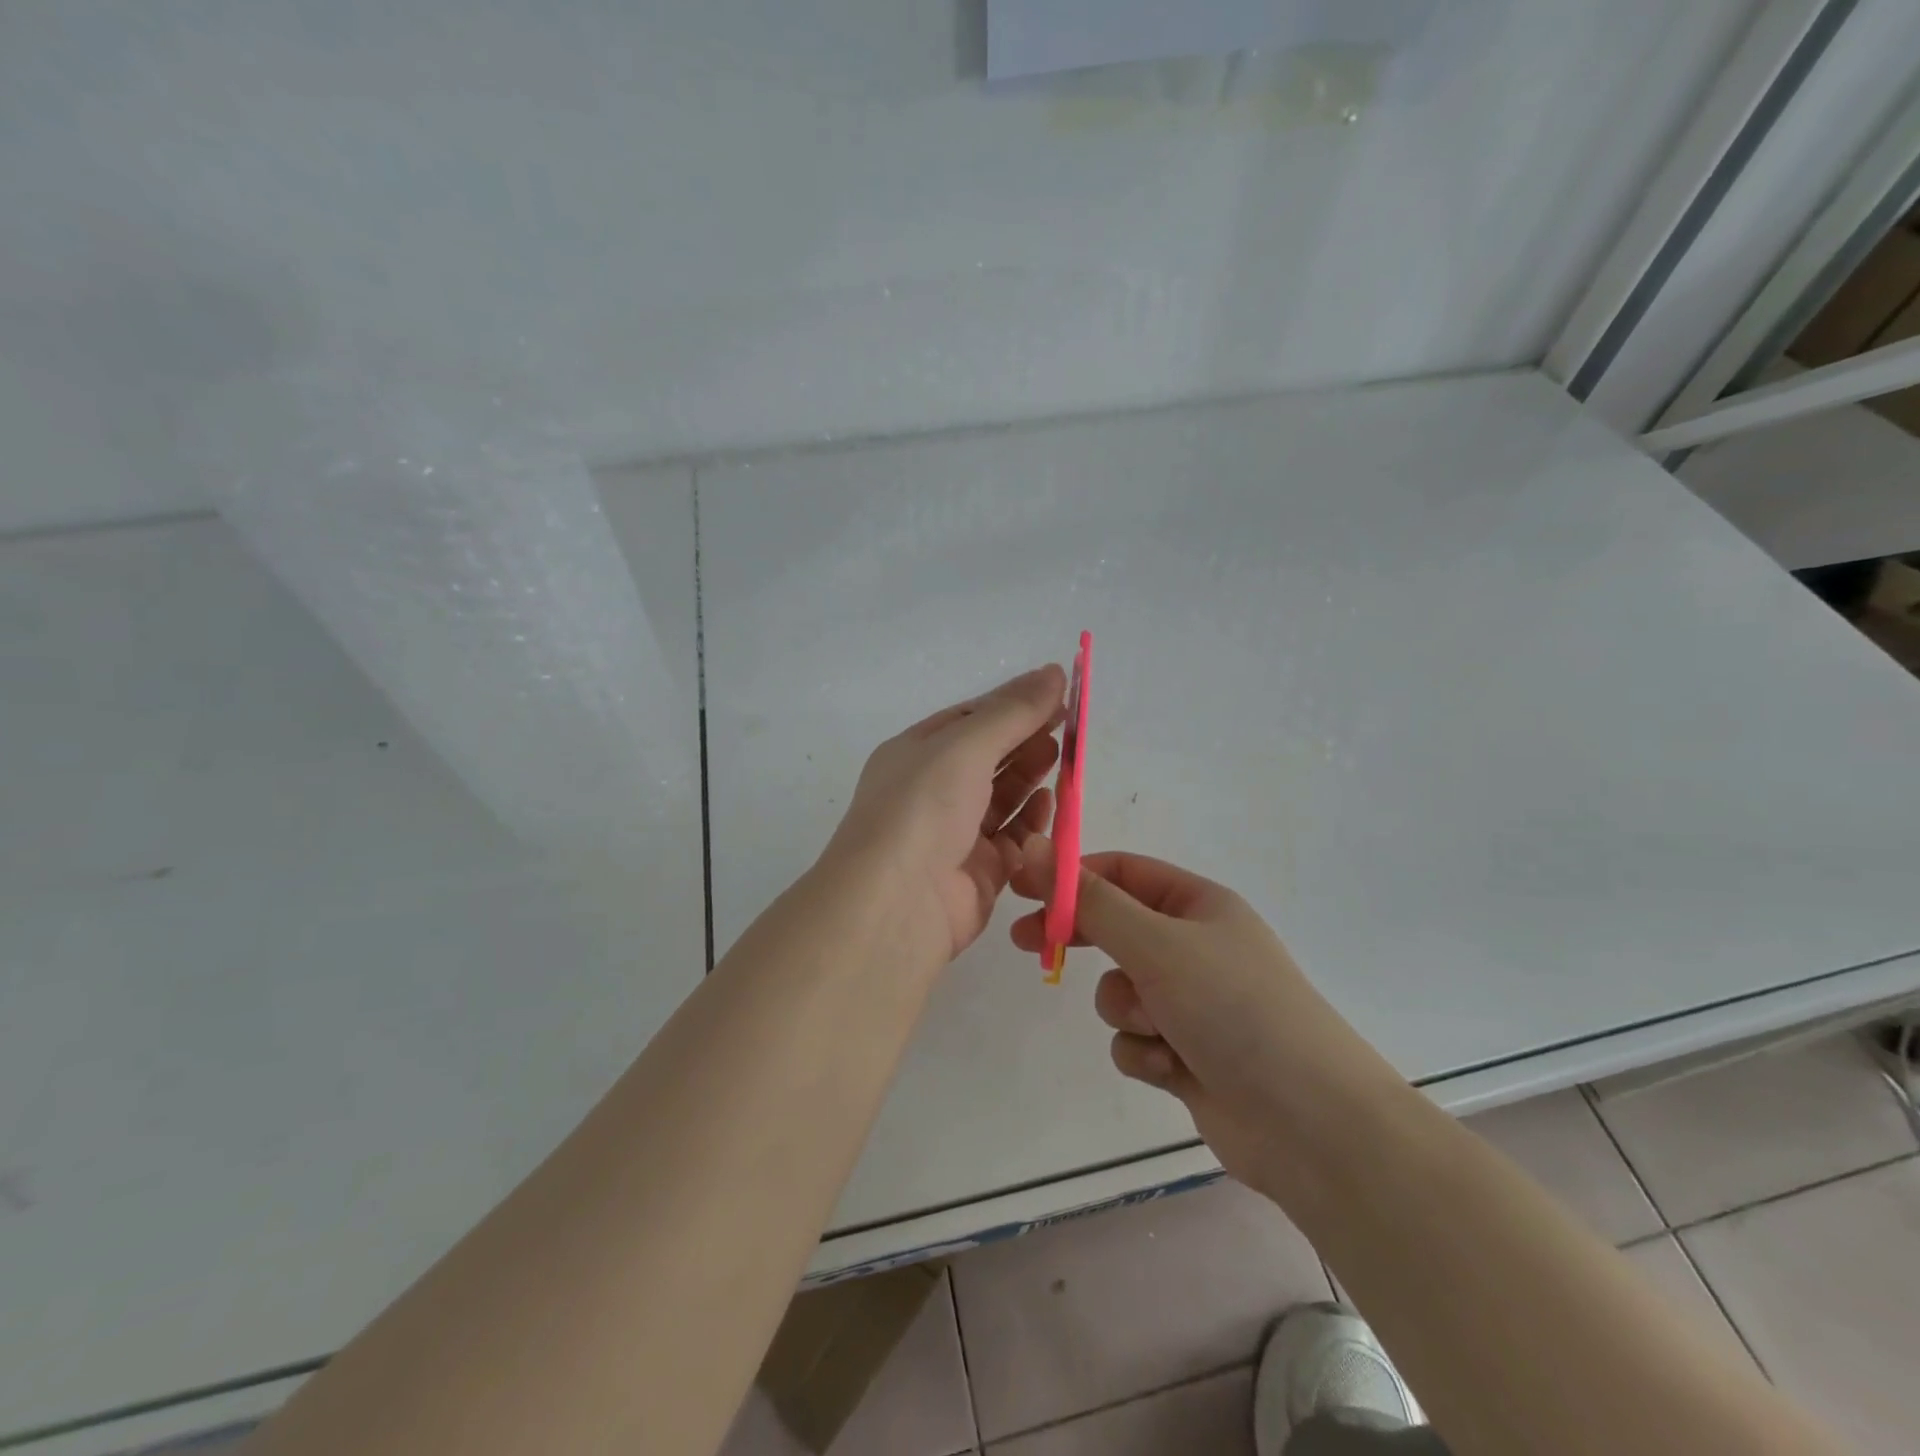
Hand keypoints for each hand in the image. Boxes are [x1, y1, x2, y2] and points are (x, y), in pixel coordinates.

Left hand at [826, 665, 1066, 964]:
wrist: (897, 903)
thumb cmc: (923, 808)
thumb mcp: (965, 745)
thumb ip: (1012, 711)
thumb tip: (1055, 671)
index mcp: (916, 754)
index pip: (969, 719)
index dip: (1012, 704)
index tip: (1058, 693)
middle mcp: (932, 791)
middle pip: (989, 757)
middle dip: (1026, 738)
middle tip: (1068, 726)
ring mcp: (955, 834)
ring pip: (1003, 797)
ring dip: (1032, 776)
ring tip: (1064, 757)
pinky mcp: (979, 873)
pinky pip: (1013, 839)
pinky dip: (1033, 821)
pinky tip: (1052, 804)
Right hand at [1010, 843, 1401, 1196]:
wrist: (1311, 1125)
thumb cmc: (1234, 1009)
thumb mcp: (1157, 944)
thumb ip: (1091, 901)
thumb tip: (1036, 847)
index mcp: (1198, 905)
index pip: (1121, 872)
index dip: (1071, 876)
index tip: (1023, 888)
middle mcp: (1194, 947)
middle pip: (1115, 928)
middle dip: (1079, 939)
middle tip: (1027, 943)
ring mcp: (1192, 1003)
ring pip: (1121, 991)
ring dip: (1126, 1010)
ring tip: (1158, 1029)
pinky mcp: (1187, 1054)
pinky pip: (1135, 1039)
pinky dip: (1144, 1052)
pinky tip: (1174, 1070)